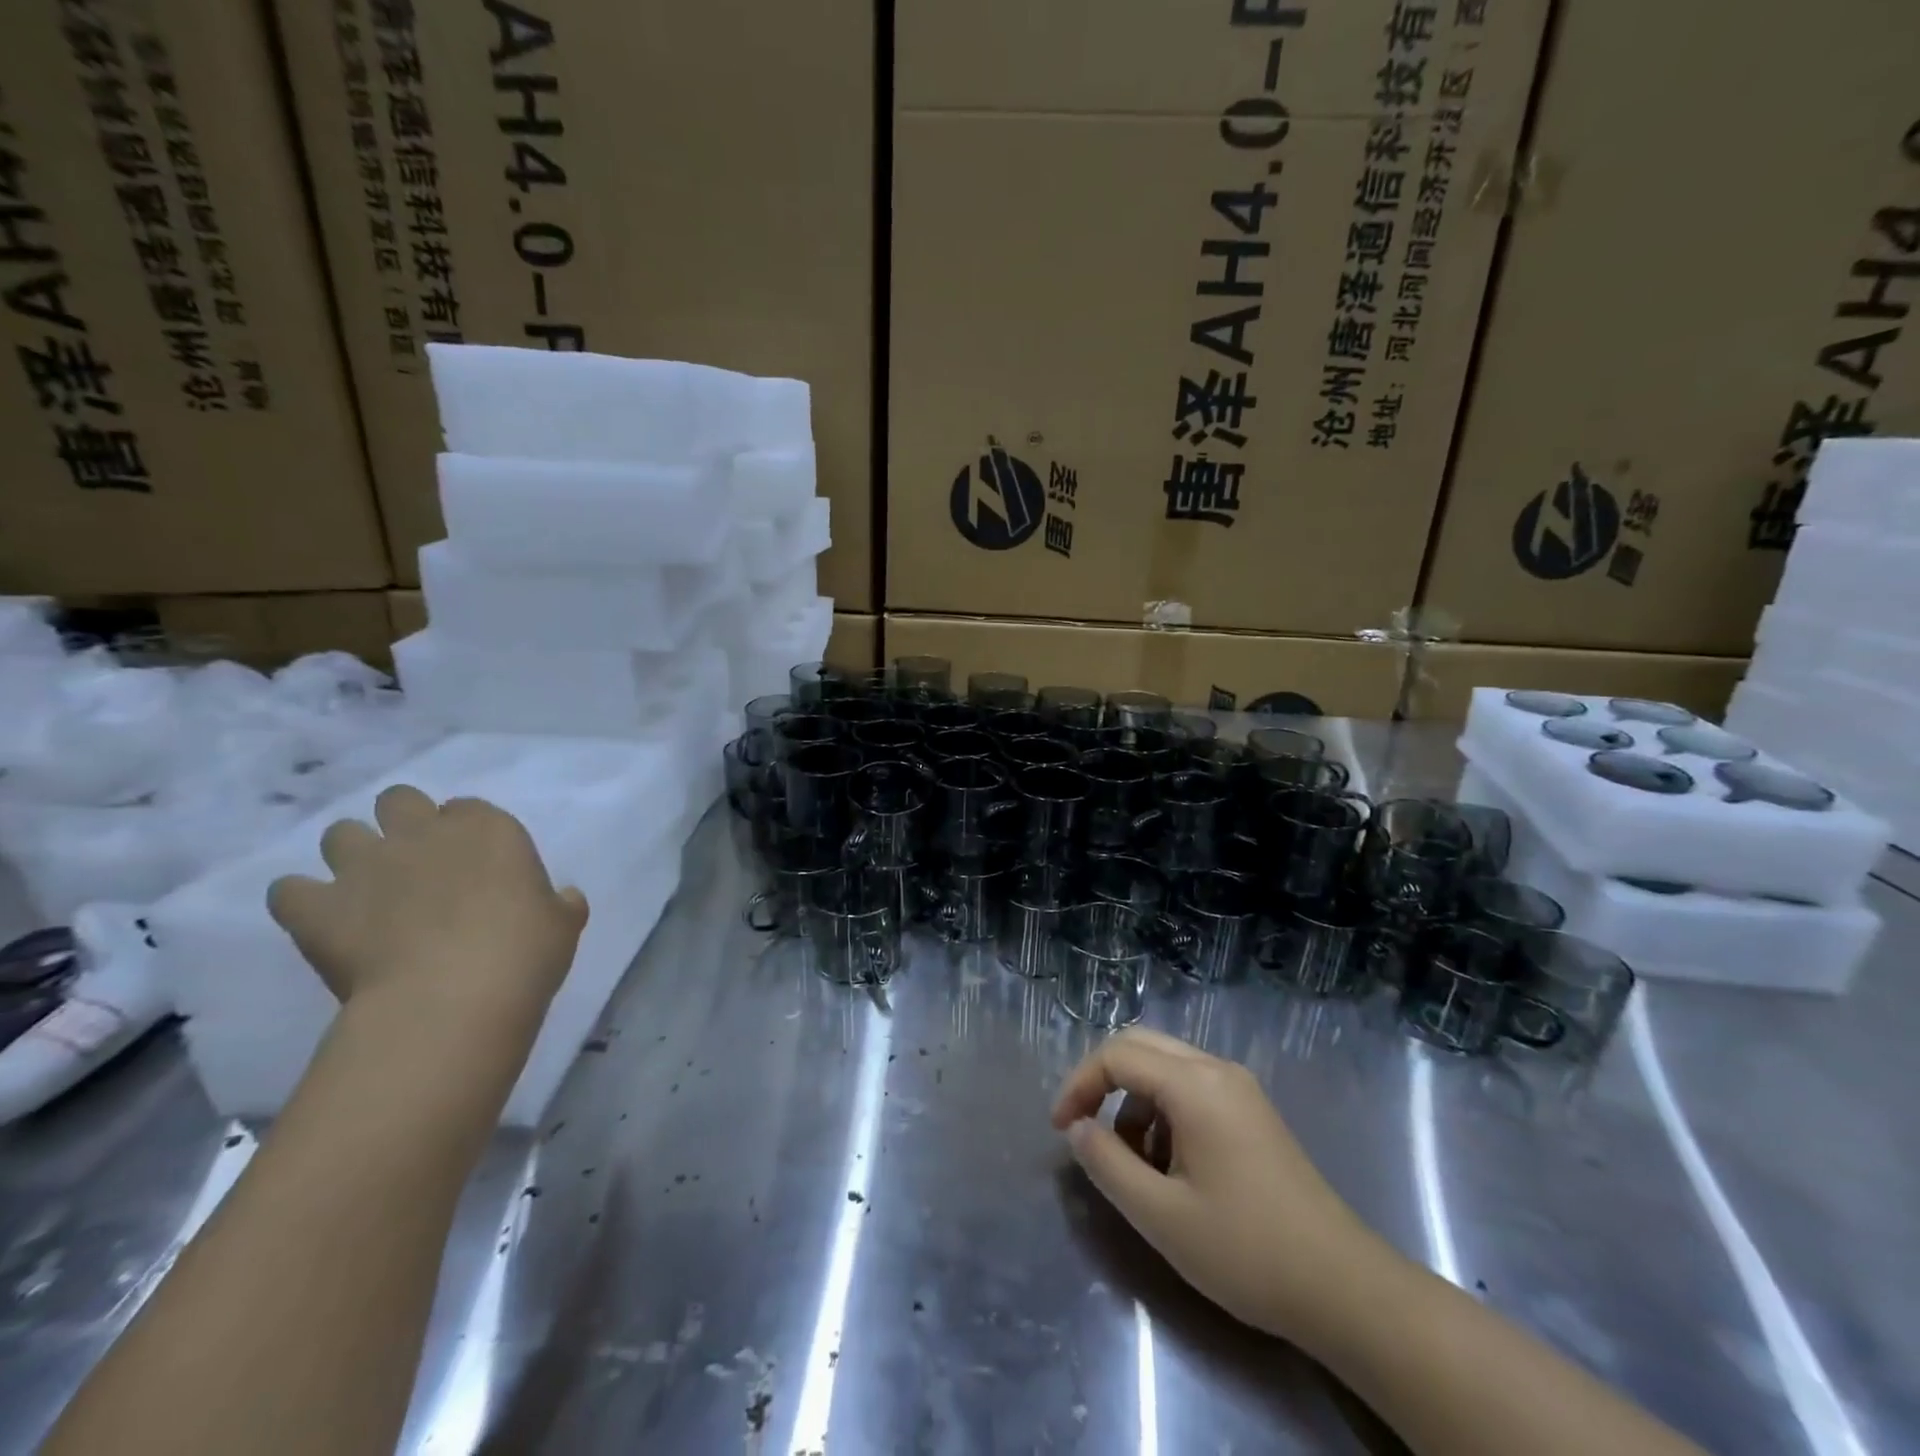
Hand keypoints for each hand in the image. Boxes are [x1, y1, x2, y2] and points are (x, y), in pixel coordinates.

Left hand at [268, 787, 588, 1036]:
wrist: (453, 997)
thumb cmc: (525, 951)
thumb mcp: (563, 923)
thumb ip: (559, 903)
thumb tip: (563, 899)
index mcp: (488, 829)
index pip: (468, 809)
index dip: (466, 833)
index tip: (473, 863)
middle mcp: (423, 833)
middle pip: (398, 800)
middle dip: (401, 824)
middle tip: (416, 865)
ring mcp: (365, 866)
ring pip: (339, 834)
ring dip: (351, 856)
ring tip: (366, 891)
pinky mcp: (317, 907)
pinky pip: (288, 890)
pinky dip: (301, 901)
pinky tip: (321, 921)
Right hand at [1052, 1028, 1376, 1340]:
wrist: (1343, 1288)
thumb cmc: (1246, 1250)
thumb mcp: (1161, 1215)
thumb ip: (1107, 1164)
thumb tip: (1078, 1129)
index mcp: (1194, 1084)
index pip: (1117, 1055)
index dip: (1079, 1085)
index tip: (1061, 1130)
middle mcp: (1217, 1069)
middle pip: (1141, 1045)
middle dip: (1102, 1081)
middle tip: (1082, 1128)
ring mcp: (1239, 1088)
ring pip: (1165, 1067)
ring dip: (1134, 1101)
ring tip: (1133, 1164)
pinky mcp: (1251, 1111)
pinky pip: (1191, 1088)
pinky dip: (1163, 1112)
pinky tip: (1170, 1166)